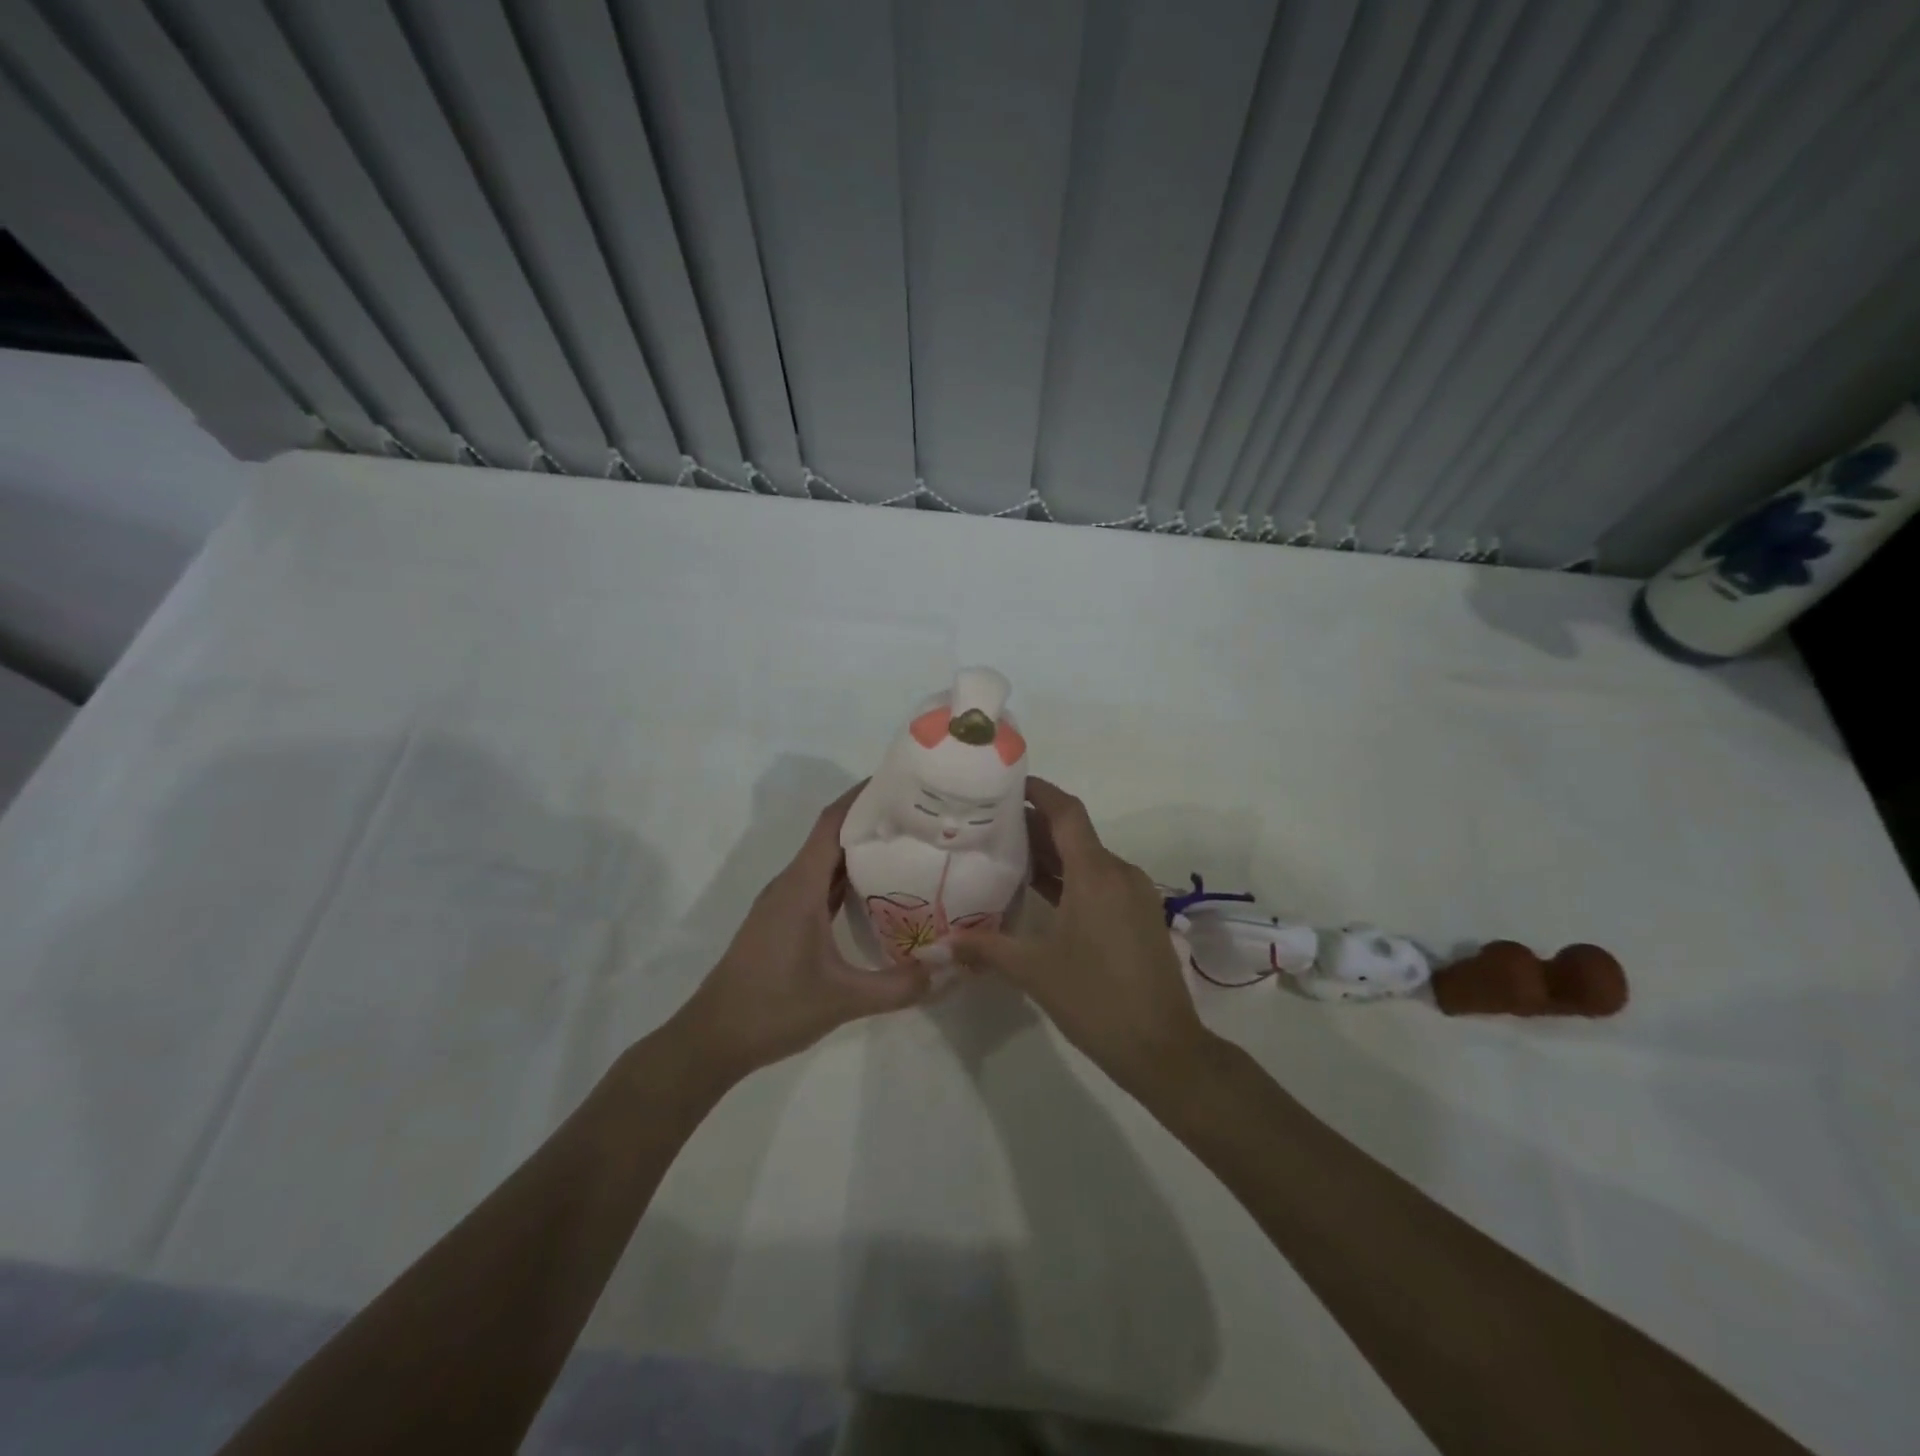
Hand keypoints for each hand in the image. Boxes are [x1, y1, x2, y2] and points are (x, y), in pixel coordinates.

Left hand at [666, 783, 930, 1086]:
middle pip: (832, 836)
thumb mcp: (843, 1000)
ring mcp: (785, 903)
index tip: (900, 782)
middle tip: (920, 816)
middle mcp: (791, 884)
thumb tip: (948, 971)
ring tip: (908, 845)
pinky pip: (820, 885)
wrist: (713, 1039)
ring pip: (826, 862)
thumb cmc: (773, 1008)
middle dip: (872, 820)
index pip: (832, 823)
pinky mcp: (784, 921)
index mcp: (800, 886)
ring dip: (860, 849)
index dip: (862, 796)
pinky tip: (878, 890)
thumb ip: (898, 987)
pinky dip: (848, 879)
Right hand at [954, 778, 1216, 1095]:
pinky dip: (1071, 878)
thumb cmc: (1096, 999)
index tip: (1007, 783)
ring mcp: (1134, 895)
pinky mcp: (1140, 916)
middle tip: (990, 824)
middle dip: (1035, 825)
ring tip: (1007, 855)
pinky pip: (1101, 882)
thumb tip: (937, 946)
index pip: (1066, 812)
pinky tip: (1042, 894)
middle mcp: (1119, 873)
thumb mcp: (1034, 971)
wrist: (1164, 1048)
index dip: (1039, 791)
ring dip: (1053, 854)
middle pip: (1075, 834)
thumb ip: (985, 948)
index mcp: (1096, 874)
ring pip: (1088, 859)